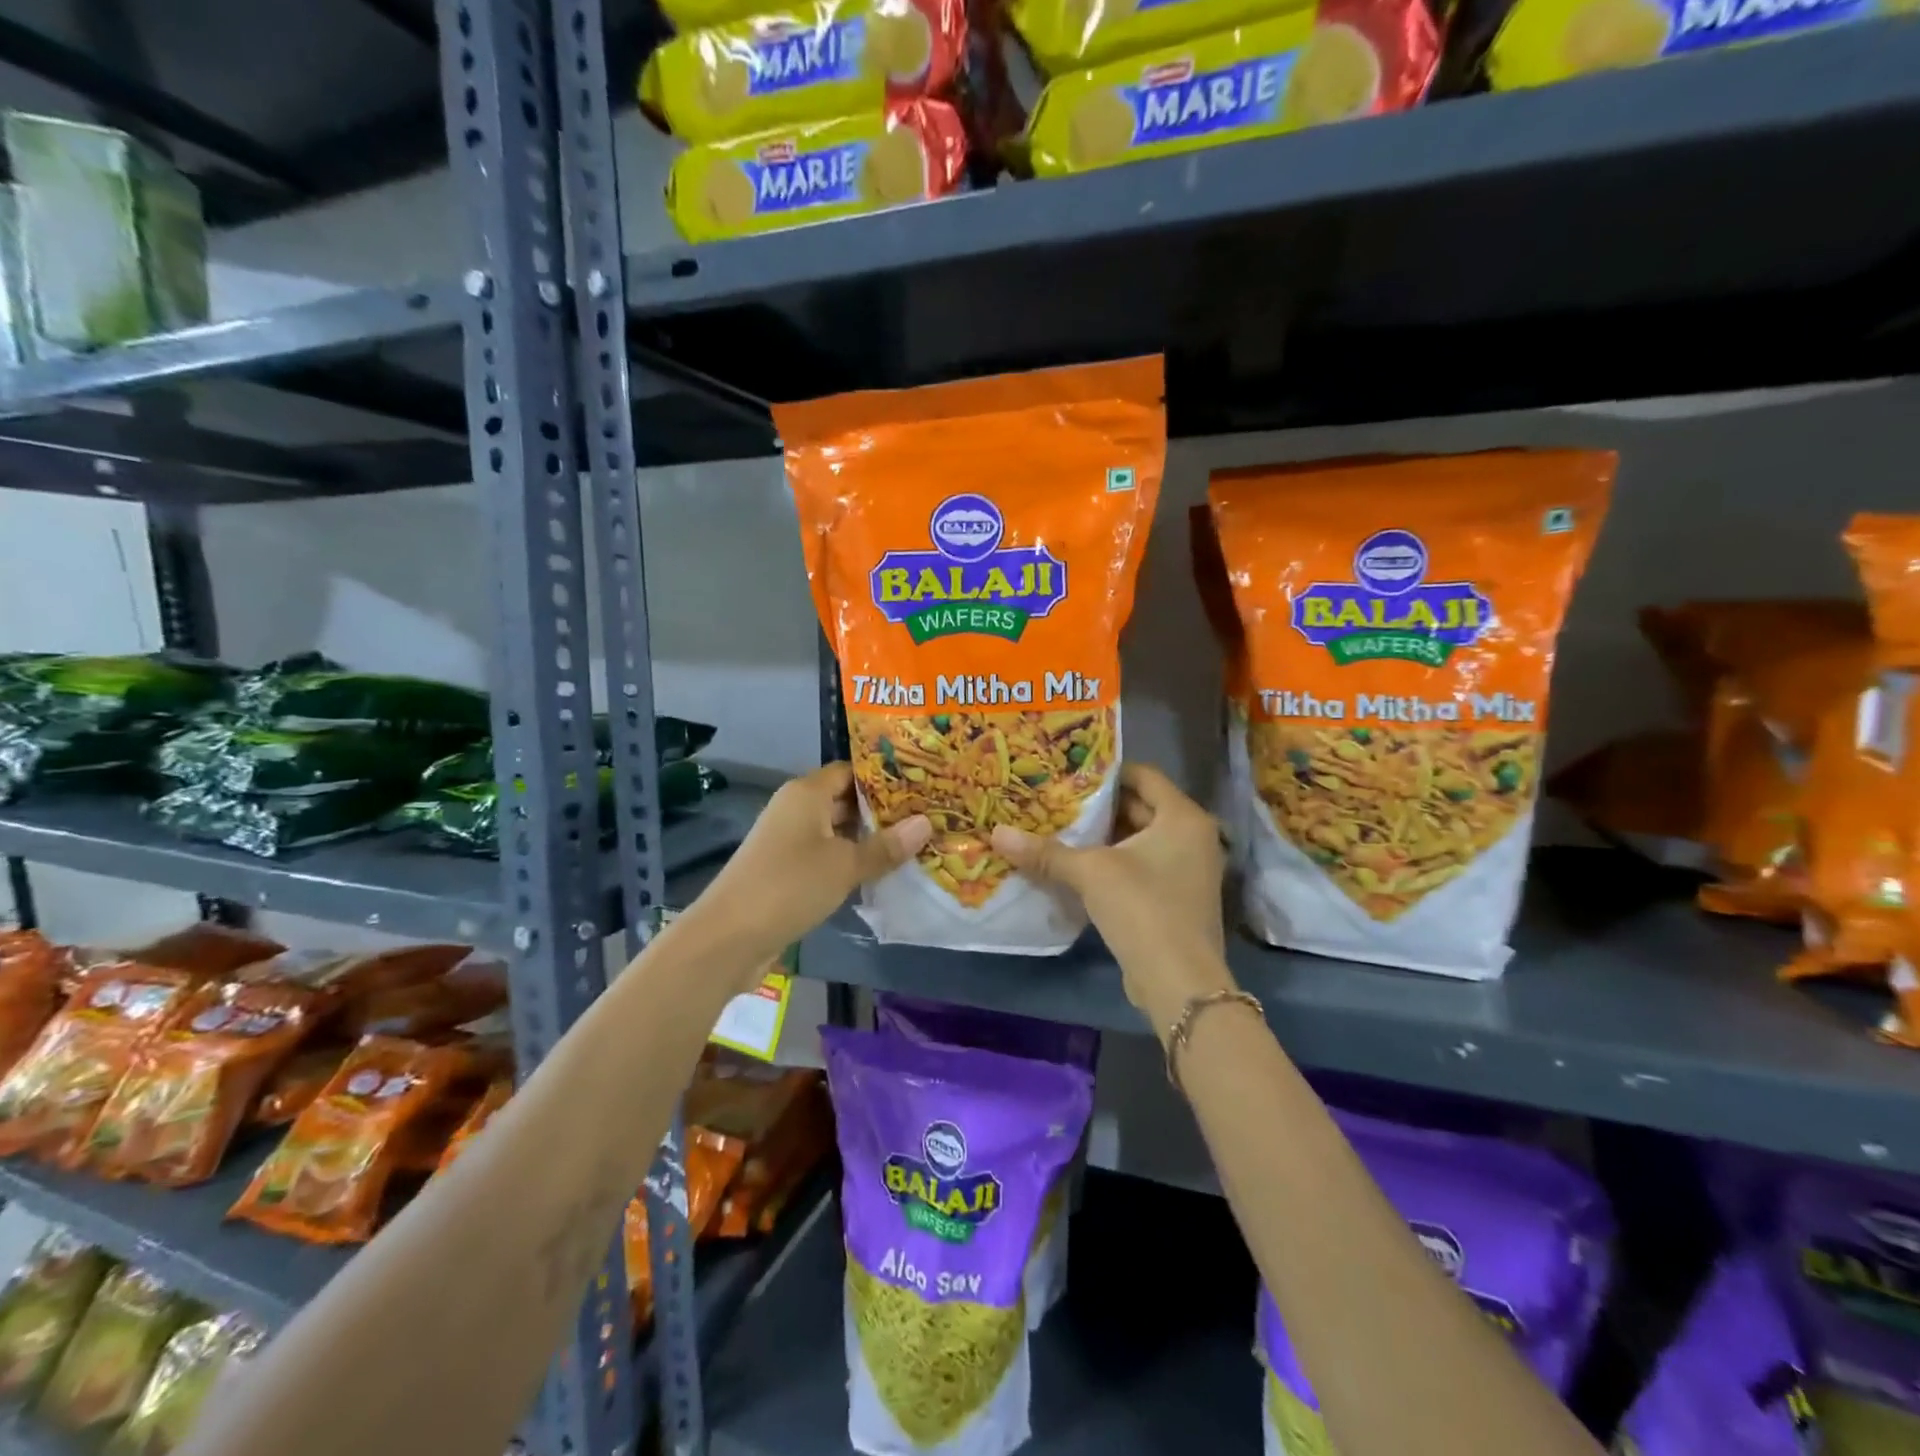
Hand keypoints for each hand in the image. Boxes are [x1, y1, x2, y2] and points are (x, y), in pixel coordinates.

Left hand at [682, 764, 928, 983]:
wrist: (728, 937)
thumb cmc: (789, 885)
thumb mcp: (845, 865)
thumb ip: (885, 847)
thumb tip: (926, 823)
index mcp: (806, 793)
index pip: (851, 771)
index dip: (884, 777)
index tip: (922, 785)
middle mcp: (796, 809)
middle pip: (845, 800)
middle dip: (883, 810)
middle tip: (927, 816)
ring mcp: (789, 841)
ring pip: (838, 831)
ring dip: (869, 839)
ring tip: (915, 843)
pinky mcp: (786, 870)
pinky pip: (827, 856)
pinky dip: (852, 861)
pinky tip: (881, 872)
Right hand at [991, 764, 1234, 1038]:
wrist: (1180, 983)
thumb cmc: (1143, 909)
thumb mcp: (1090, 873)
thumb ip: (1045, 852)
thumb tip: (997, 833)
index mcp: (1182, 817)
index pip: (1143, 776)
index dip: (1105, 773)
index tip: (1068, 774)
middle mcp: (1192, 837)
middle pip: (1140, 807)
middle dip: (1098, 807)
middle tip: (1055, 800)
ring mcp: (1187, 870)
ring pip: (1138, 840)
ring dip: (1102, 838)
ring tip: (1058, 830)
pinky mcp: (1175, 898)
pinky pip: (1141, 866)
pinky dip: (1112, 863)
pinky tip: (1076, 867)